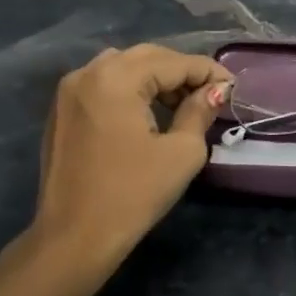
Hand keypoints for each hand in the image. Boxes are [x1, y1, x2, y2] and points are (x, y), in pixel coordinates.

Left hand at [21, 44, 231, 278]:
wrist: (74, 238)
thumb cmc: (133, 194)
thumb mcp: (181, 152)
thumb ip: (199, 111)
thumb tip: (215, 92)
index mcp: (116, 78)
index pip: (174, 62)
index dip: (209, 72)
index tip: (233, 88)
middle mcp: (88, 73)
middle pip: (147, 57)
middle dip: (182, 72)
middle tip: (211, 95)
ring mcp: (69, 90)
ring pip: (123, 66)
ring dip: (156, 78)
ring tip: (181, 104)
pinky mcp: (62, 110)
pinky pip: (103, 84)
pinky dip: (131, 89)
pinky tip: (148, 113)